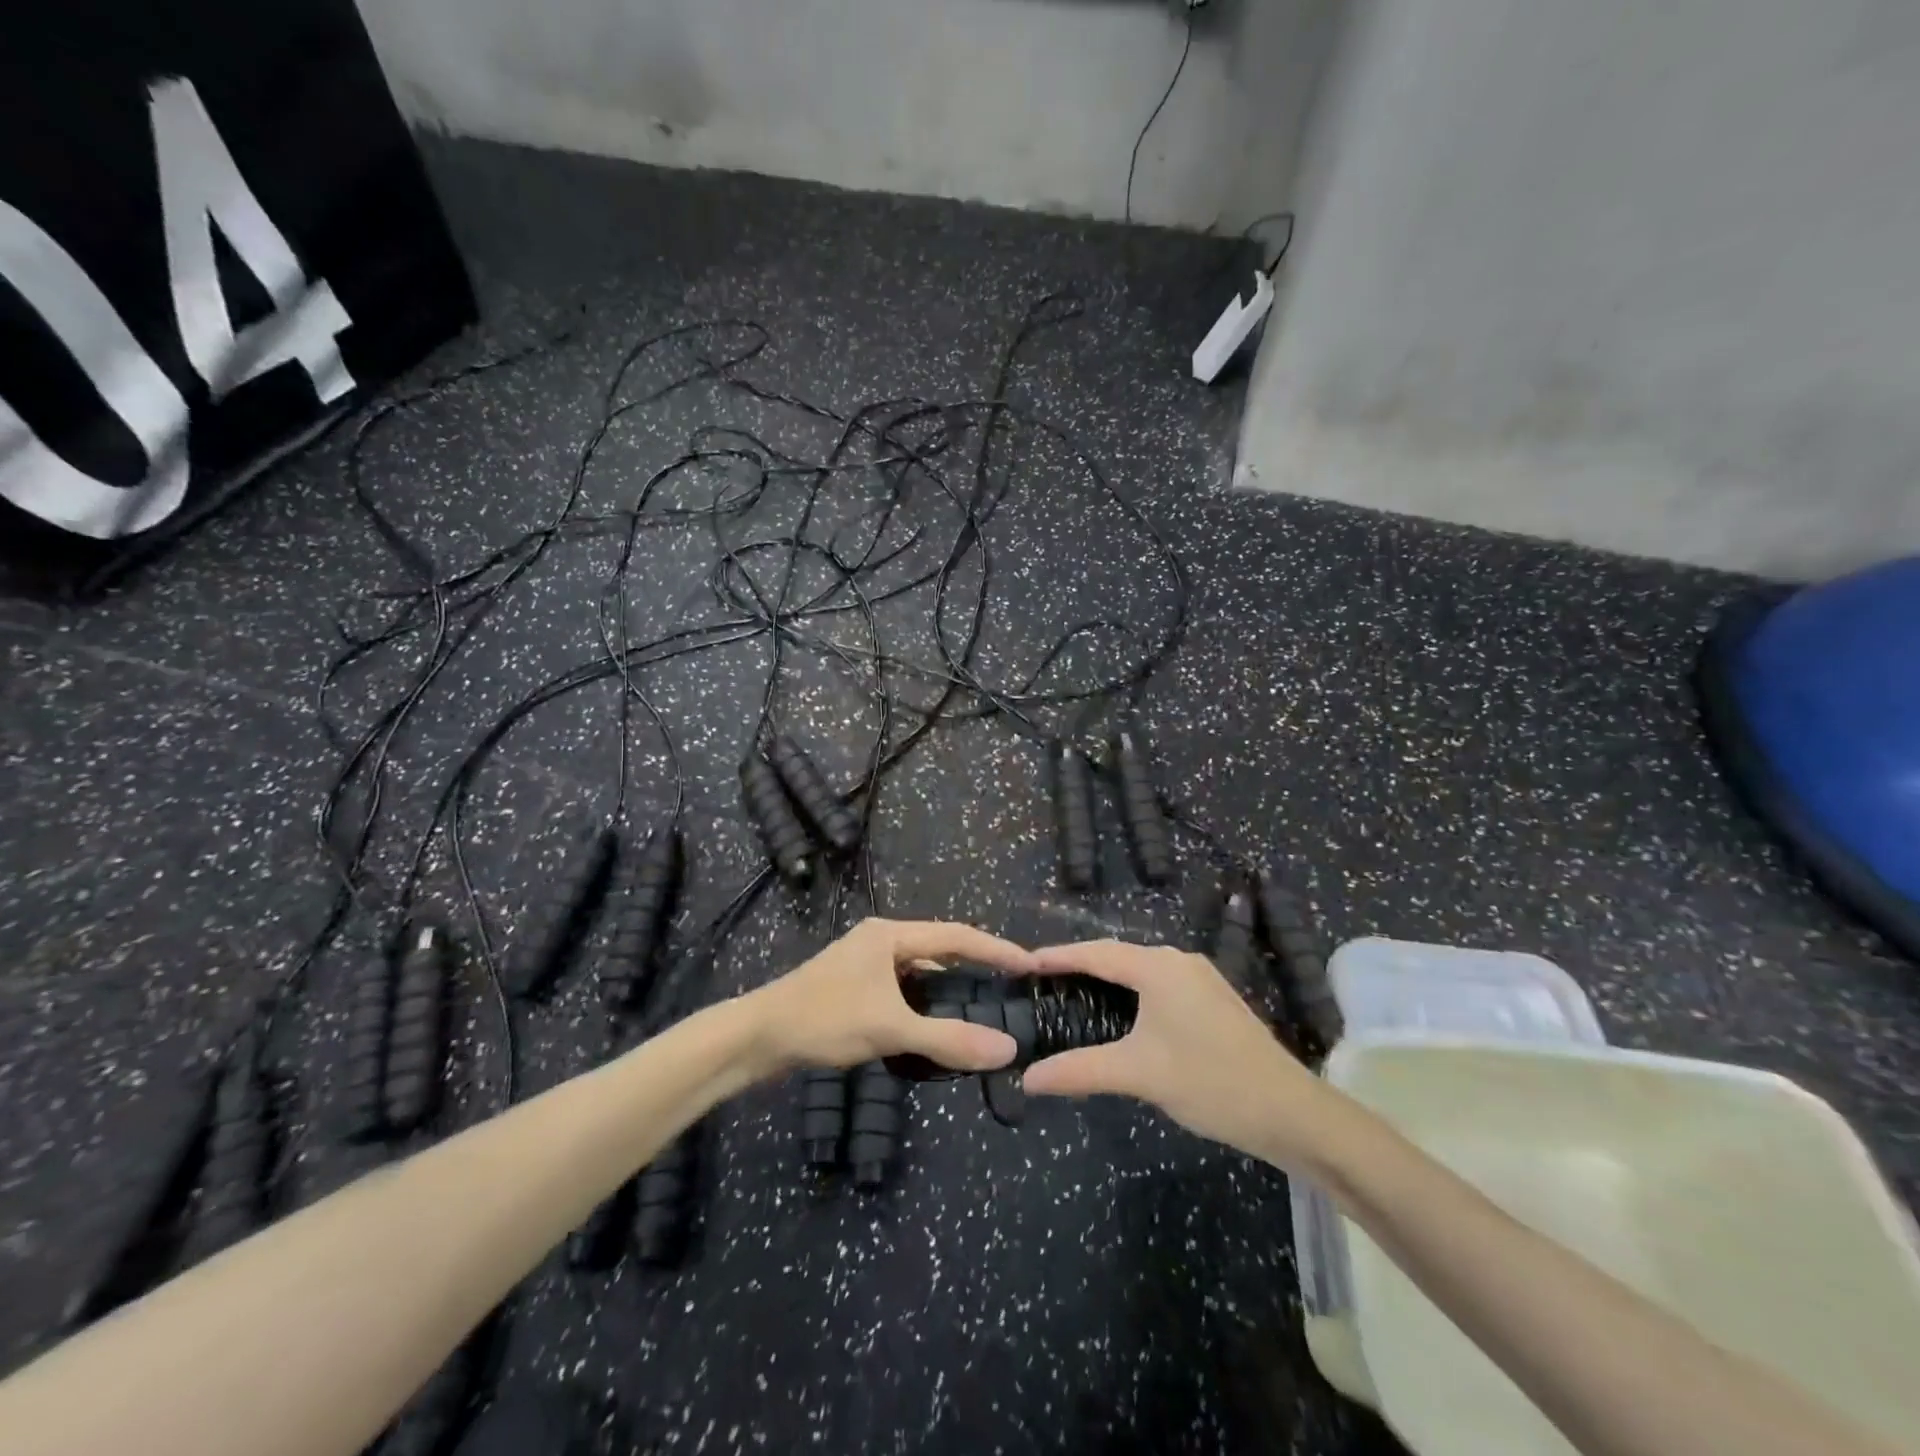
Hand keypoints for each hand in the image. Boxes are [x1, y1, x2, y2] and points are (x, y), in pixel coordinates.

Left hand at [744, 919, 1031, 1074]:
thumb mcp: (890, 1028)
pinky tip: (934, 1020)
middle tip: (1010, 984)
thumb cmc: (824, 1019)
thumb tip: (1007, 1049)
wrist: (758, 1036)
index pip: (956, 935)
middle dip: (975, 963)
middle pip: (939, 947)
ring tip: (981, 1001)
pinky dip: (924, 999)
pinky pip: (903, 986)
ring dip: (948, 983)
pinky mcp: (854, 985)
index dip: (995, 949)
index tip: (1030, 963)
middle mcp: (880, 940)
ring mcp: (865, 961)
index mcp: (891, 935)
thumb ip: (948, 1039)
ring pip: (919, 969)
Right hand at [1021, 941, 1330, 1165]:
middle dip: (1079, 966)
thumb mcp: (1138, 1074)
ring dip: (1107, 980)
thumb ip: (1079, 1070)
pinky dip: (1131, 992)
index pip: (1096, 953)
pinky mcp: (1213, 998)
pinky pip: (1159, 984)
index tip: (1024, 963)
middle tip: (1042, 983)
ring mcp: (1200, 978)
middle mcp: (1179, 961)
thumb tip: (1027, 1079)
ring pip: (1140, 970)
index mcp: (1159, 967)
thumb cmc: (1210, 1081)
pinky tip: (1120, 1014)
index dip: (1058, 956)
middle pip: (1117, 956)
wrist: (1291, 1111)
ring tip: (1072, 995)